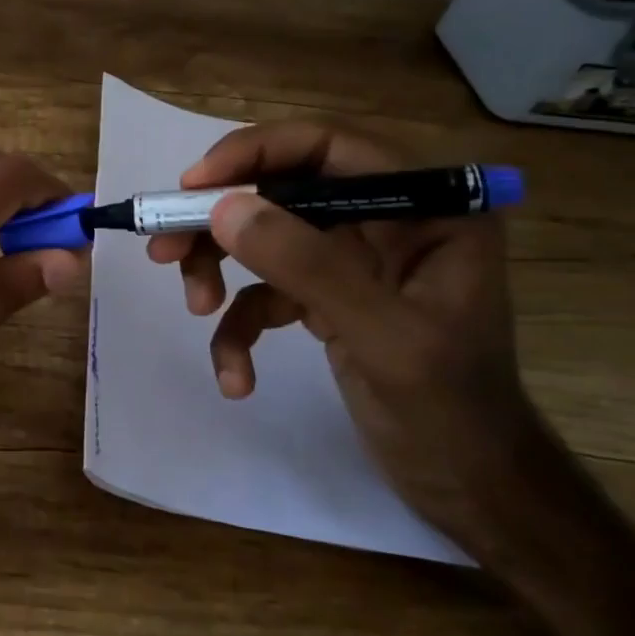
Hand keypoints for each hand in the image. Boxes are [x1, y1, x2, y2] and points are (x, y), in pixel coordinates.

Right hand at [148, 120, 559, 551]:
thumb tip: (223, 208)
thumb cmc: (451, 412)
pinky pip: (264, 294)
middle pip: (280, 192)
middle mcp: (386, 221)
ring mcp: (352, 261)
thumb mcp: (383, 336)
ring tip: (197, 308)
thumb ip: (307, 265)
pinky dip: (240, 330)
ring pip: (263, 239)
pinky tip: (237, 377)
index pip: (329, 147)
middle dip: (220, 222)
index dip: (256, 152)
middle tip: (165, 247)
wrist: (469, 488)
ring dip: (219, 272)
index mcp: (425, 209)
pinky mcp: (325, 298)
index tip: (193, 184)